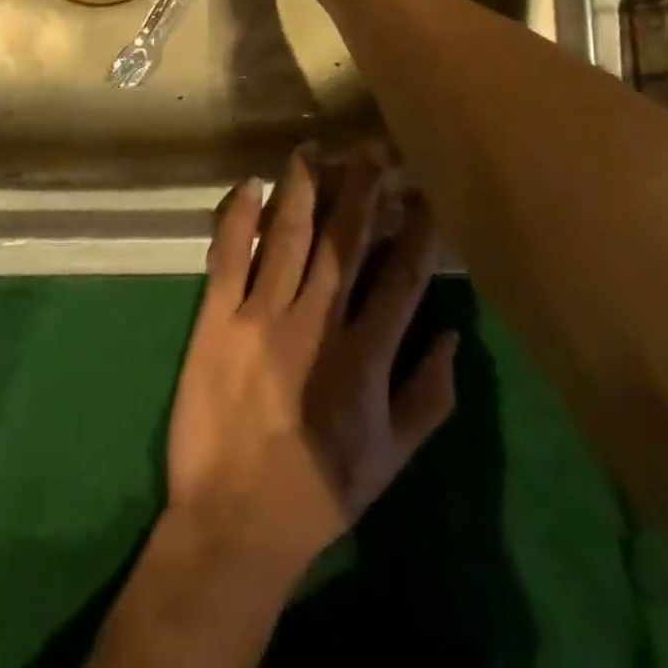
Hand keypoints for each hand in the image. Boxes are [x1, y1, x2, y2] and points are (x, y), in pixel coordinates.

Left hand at [162, 148, 457, 582]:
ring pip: (287, 237)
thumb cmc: (319, 488)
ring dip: (301, 190)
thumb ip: (429, 397)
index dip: (416, 232)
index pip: (400, 280)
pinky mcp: (215, 318)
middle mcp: (316, 324)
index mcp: (365, 358)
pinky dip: (238, 217)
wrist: (235, 520)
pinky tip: (249, 185)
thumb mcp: (393, 460)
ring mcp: (261, 316)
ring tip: (312, 150)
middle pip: (343, 243)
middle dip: (360, 190)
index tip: (425, 193)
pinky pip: (227, 257)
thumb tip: (452, 334)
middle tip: (371, 148)